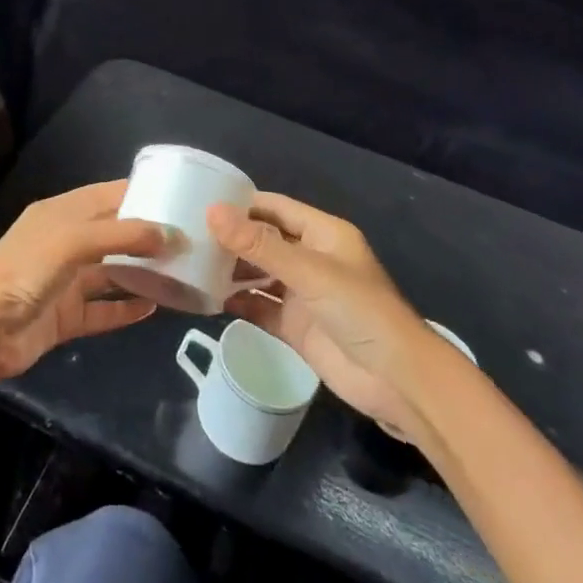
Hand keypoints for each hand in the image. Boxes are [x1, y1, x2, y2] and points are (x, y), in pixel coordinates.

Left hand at [0, 180, 164, 386]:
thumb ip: (123, 235)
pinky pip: (103, 310)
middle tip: (192, 241)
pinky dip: (126, 309)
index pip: (110, 195)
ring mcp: (66, 281)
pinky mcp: (66, 317)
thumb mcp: (73, 240)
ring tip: (183, 273)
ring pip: (112, 272)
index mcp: (64, 213)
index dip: (143, 194)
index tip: (182, 198)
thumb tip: (172, 235)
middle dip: (149, 236)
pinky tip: (154, 309)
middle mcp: (67, 242)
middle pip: (115, 234)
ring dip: (142, 273)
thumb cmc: (24, 270)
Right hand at [210, 194, 436, 443]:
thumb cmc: (359, 310)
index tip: (199, 202)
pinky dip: (237, 302)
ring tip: (189, 264)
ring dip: (230, 270)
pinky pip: (260, 307)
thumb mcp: (308, 271)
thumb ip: (258, 244)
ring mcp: (302, 294)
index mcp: (322, 234)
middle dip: (230, 238)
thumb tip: (211, 212)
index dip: (241, 204)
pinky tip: (207, 299)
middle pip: (263, 240)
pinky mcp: (295, 326)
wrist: (396, 380)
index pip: (275, 207)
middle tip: (185, 236)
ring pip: (258, 273)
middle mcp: (310, 258)